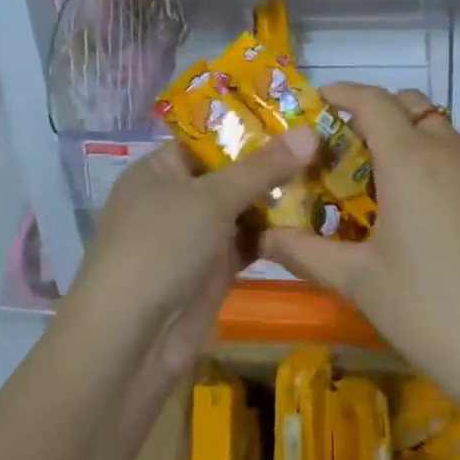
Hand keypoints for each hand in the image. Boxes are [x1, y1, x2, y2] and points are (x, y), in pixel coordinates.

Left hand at [68, 126, 318, 374]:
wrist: (130, 341)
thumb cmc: (160, 247)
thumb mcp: (212, 198)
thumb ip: (262, 167)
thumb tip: (310, 131)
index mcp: (159, 170)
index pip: (208, 139)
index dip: (250, 128)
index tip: (298, 117)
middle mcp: (174, 199)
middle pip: (229, 174)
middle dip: (272, 165)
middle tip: (326, 146)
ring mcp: (193, 239)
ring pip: (241, 211)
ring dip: (277, 200)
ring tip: (329, 177)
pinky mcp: (210, 273)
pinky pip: (246, 244)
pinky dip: (273, 236)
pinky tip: (312, 221)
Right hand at [260, 85, 459, 427]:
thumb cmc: (431, 312)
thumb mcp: (359, 281)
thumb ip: (305, 252)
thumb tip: (261, 238)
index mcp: (411, 160)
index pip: (373, 100)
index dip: (341, 93)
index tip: (316, 103)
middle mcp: (451, 152)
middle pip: (409, 106)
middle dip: (374, 114)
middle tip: (343, 151)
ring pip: (439, 131)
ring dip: (406, 139)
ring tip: (378, 186)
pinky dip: (434, 163)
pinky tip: (422, 214)